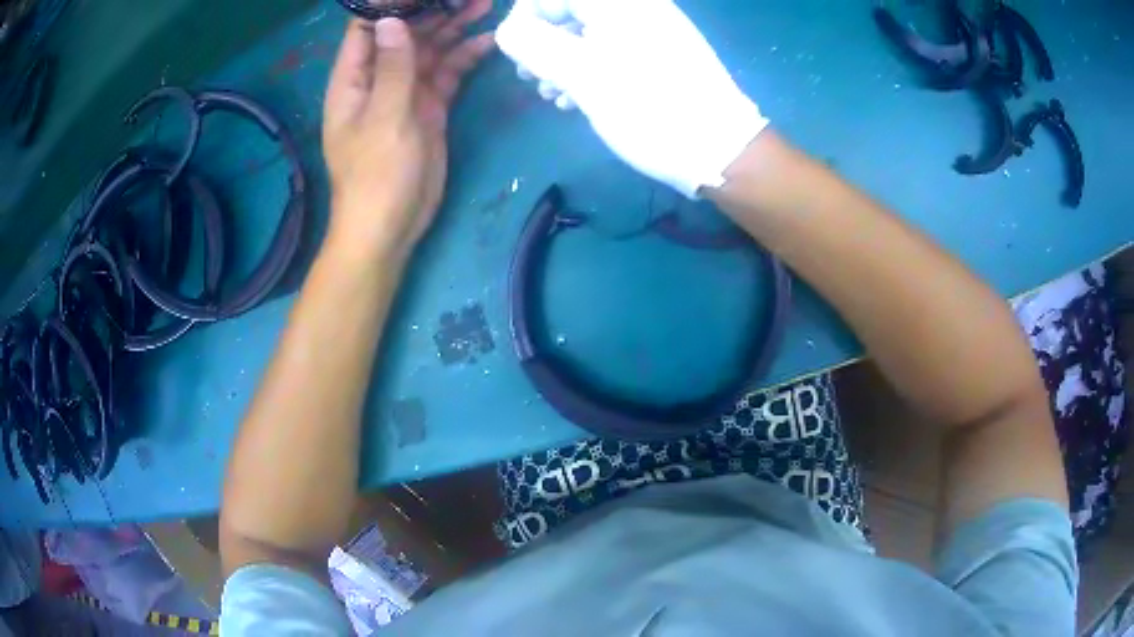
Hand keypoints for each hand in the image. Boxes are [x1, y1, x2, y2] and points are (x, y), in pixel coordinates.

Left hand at [323, 1, 495, 257]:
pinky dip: (465, 58)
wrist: (389, 227)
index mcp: (354, 78)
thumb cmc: (376, 176)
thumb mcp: (385, 117)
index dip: (392, 4)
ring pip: (430, 49)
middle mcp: (378, 78)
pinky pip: (447, 74)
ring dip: (455, 28)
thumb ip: (393, 67)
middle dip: (435, 9)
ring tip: (486, 5)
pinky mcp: (429, 108)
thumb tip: (392, 20)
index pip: (367, 26)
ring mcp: (405, 92)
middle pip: (405, 32)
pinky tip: (488, 42)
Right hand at [497, 0, 767, 198]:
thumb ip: (534, 45)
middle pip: (569, 9)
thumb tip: (508, 30)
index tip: (518, 54)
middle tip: (533, 78)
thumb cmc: (651, 109)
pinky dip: (588, 67)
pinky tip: (580, 98)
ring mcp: (651, 29)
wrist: (721, 150)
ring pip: (587, 30)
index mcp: (618, 4)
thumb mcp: (583, 75)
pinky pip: (610, 47)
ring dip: (561, 58)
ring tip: (554, 94)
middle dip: (542, 40)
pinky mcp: (659, 53)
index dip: (526, 18)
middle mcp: (637, 7)